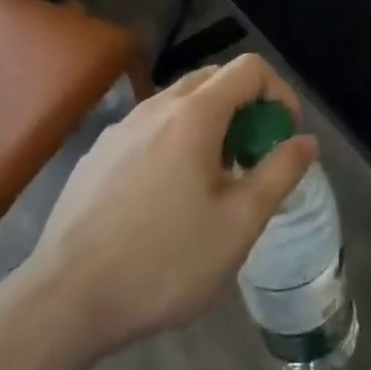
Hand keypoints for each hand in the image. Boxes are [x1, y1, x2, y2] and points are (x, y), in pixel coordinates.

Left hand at [23, 54, 317, 356]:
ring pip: (179, 103)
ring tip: (216, 179)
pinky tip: (169, 196)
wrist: (65, 301)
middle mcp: (155, 108)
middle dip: (246, 105)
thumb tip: (306, 141)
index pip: (249, 68)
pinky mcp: (96, 155)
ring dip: (211, 123)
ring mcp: (120, 129)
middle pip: (214, 78)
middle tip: (255, 154)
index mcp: (194, 115)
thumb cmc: (166, 261)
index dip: (279, 92)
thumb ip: (279, 172)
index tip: (285, 134)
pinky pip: (150, 128)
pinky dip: (176, 140)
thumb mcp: (240, 223)